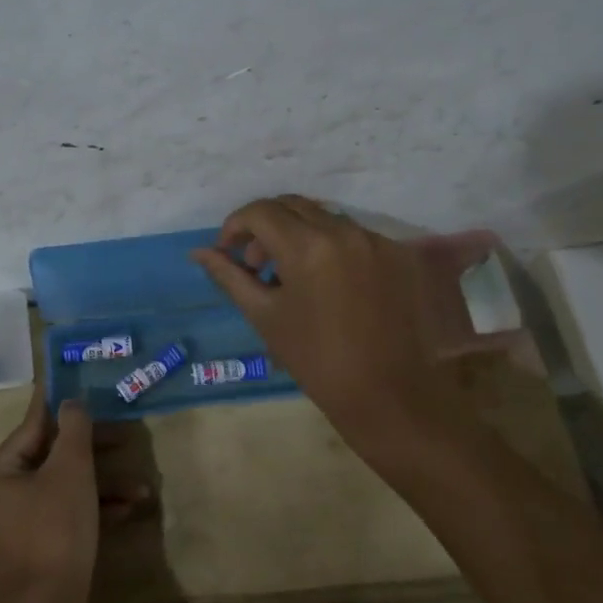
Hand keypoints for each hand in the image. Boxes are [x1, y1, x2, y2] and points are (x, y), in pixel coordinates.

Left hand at [0, 388, 124, 602]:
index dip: (61, 405)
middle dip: (93, 451)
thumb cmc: (54, 531)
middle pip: (51, 456)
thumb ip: (74, 429)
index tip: (80, 383)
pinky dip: (92, 508)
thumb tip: (72, 401)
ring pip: (62, 486)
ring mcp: (15, 521)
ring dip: (101, 484)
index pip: (32, 426)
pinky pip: (63, 512)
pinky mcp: (34, 544)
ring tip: (140, 487)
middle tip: (125, 436)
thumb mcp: (70, 472)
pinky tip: (128, 510)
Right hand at [191, 195, 478, 463]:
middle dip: (266, 227)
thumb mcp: (265, 316)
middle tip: (256, 263)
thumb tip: (200, 252)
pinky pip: (356, 236)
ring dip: (300, 235)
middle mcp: (345, 231)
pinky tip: (330, 285)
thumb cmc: (316, 361)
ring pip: (326, 219)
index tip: (228, 252)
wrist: (389, 396)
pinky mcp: (402, 255)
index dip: (235, 225)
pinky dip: (333, 249)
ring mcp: (378, 241)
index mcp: (307, 246)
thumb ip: (230, 276)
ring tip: (292, 277)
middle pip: (293, 206)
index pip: (260, 211)